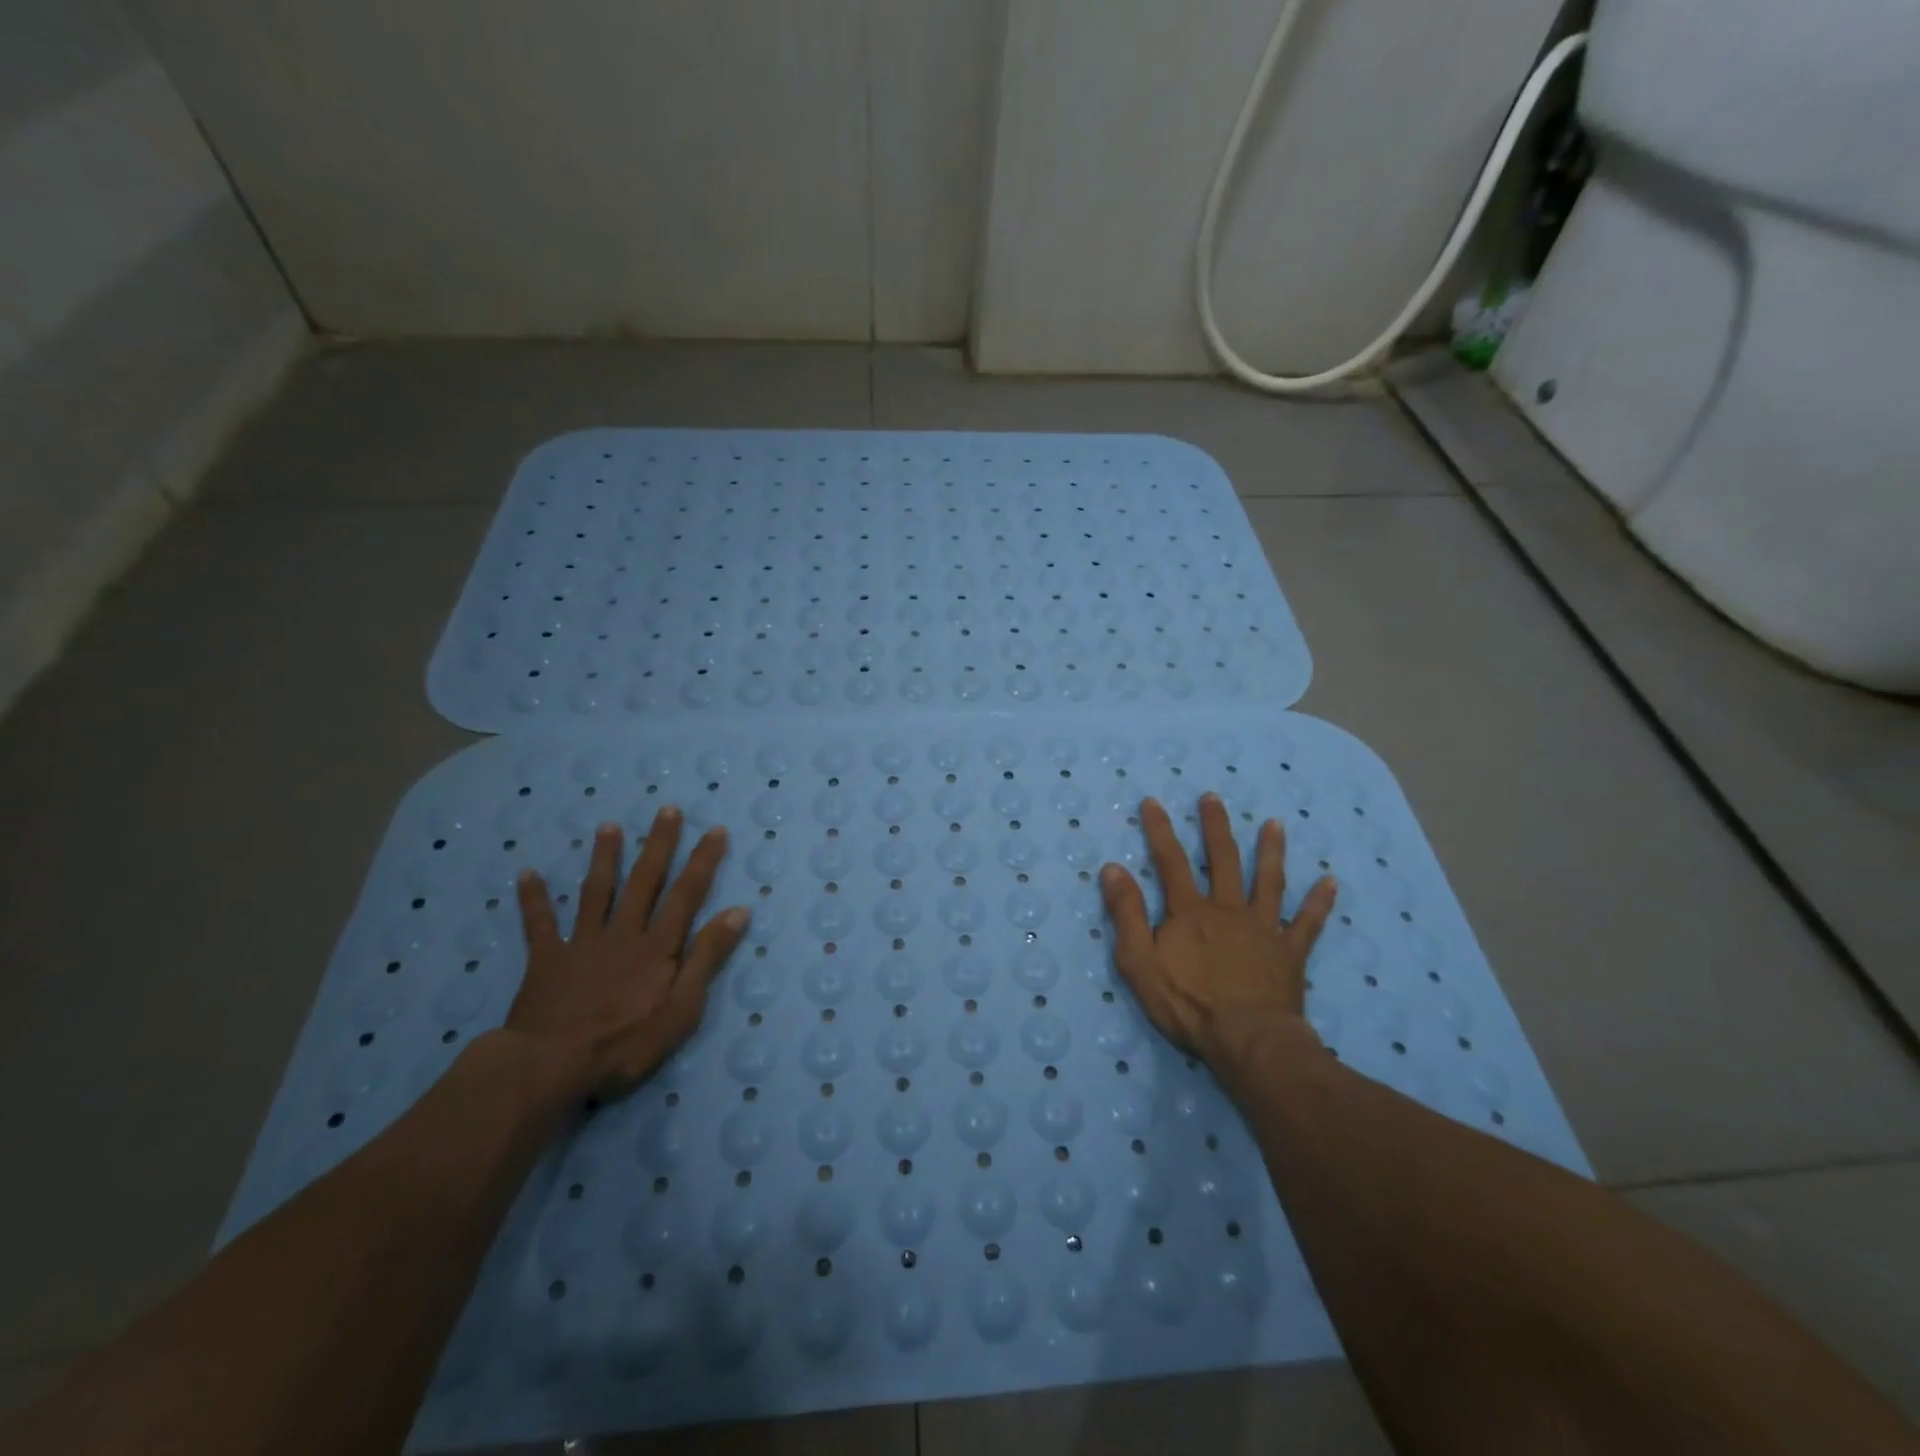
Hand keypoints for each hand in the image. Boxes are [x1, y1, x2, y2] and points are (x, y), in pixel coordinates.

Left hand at [506, 806, 748, 1097]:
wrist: (551, 1066)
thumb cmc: (625, 1044)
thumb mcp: (682, 1009)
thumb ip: (707, 958)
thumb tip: (738, 912)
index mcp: (658, 947)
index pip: (686, 895)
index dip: (703, 861)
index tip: (715, 830)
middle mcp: (623, 934)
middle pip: (644, 882)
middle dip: (659, 844)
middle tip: (667, 810)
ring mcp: (582, 944)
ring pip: (596, 892)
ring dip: (604, 858)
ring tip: (608, 826)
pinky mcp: (547, 961)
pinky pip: (539, 925)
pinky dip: (534, 900)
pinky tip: (527, 874)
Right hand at [1100, 793, 1336, 1074]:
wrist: (1247, 1041)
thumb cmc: (1188, 1004)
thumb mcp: (1139, 962)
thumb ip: (1127, 914)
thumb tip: (1113, 868)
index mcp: (1190, 911)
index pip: (1171, 861)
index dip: (1160, 830)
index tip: (1153, 802)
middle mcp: (1228, 908)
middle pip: (1222, 859)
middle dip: (1215, 826)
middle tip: (1213, 797)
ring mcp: (1263, 928)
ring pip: (1268, 881)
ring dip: (1271, 851)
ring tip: (1275, 824)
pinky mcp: (1290, 952)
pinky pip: (1307, 923)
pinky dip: (1319, 902)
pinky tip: (1330, 882)